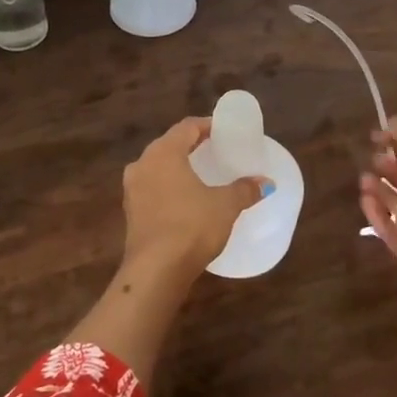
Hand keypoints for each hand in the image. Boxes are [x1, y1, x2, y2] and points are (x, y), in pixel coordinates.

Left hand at [121, 118, 266, 286]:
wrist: (155, 271)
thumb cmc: (191, 226)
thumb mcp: (225, 206)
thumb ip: (245, 189)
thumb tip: (266, 183)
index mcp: (164, 153)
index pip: (186, 127)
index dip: (206, 125)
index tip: (224, 130)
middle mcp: (142, 164)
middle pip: (169, 145)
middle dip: (191, 145)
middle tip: (214, 149)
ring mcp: (132, 189)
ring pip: (157, 167)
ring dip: (177, 167)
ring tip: (200, 174)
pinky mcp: (130, 213)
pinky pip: (152, 189)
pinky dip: (168, 187)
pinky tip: (184, 199)